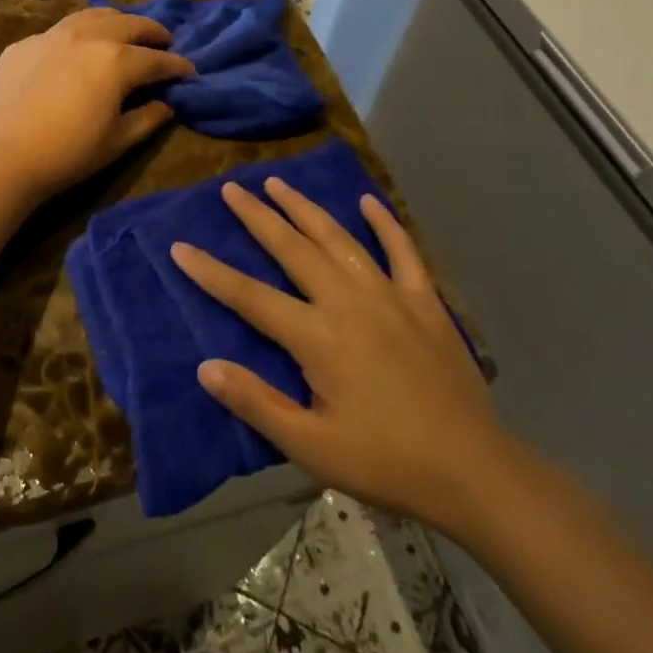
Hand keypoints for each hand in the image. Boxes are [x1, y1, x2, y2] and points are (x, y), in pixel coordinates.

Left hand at [0, 8, 195, 202]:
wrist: (2, 156)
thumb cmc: (68, 154)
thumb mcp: (117, 141)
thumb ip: (147, 118)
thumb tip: (166, 104)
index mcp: (116, 61)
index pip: (156, 59)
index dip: (177, 65)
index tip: (189, 71)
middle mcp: (87, 37)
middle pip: (128, 24)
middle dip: (151, 32)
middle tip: (164, 41)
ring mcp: (51, 37)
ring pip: (91, 16)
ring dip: (116, 21)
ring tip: (125, 29)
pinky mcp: (23, 45)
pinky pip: (58, 31)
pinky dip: (78, 34)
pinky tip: (77, 47)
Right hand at [171, 179, 511, 537]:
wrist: (472, 470)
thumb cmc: (385, 461)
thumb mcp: (311, 446)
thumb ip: (256, 403)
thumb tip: (206, 366)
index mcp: (317, 337)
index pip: (249, 296)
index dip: (210, 272)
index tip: (179, 246)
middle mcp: (348, 302)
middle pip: (292, 249)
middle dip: (258, 216)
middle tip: (232, 187)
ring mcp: (389, 295)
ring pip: (339, 238)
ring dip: (305, 208)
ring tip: (279, 182)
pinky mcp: (424, 301)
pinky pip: (402, 251)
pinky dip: (385, 223)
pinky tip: (368, 200)